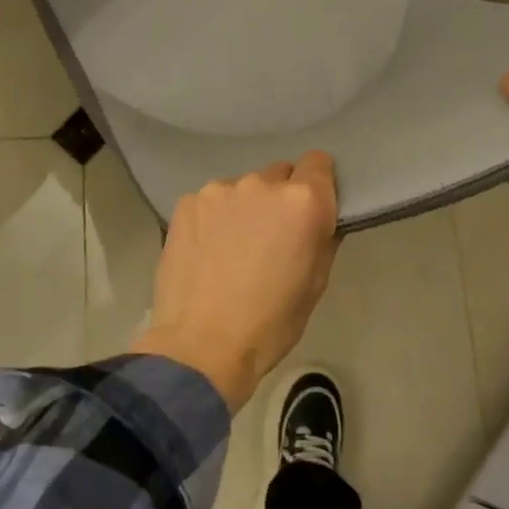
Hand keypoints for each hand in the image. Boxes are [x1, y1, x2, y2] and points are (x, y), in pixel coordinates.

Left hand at [131, 153, 339, 410]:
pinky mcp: (186, 203)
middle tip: (271, 235)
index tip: (312, 209)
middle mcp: (261, 183)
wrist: (201, 345)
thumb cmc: (270, 323)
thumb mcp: (316, 284)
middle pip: (279, 174)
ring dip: (244, 207)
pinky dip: (213, 217)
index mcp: (302, 202)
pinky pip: (211, 201)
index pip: (319, 163)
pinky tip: (206, 250)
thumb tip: (318, 221)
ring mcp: (219, 190)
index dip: (318, 184)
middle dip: (280, 198)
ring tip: (233, 247)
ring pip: (242, 188)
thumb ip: (322, 239)